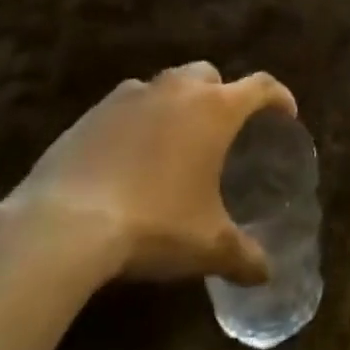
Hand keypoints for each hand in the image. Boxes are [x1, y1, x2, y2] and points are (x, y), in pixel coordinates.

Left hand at [6, 63, 296, 284]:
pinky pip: (126, 104)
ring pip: (165, 84)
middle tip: (222, 129)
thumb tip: (266, 274)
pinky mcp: (91, 113)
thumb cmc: (154, 225)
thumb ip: (244, 255)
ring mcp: (130, 97)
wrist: (63, 226)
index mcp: (216, 110)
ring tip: (174, 140)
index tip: (286, 114)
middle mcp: (177, 90)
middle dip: (221, 93)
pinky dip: (136, 118)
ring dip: (177, 102)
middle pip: (209, 75)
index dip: (279, 97)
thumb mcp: (207, 247)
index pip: (261, 86)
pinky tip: (129, 154)